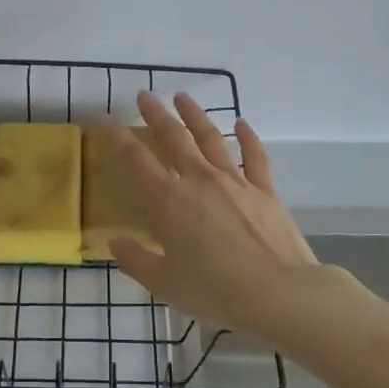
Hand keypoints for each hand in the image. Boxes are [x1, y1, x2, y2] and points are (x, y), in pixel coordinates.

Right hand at [109, 92, 318, 332]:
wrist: (278, 292)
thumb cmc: (214, 291)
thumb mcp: (164, 284)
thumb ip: (135, 261)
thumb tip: (115, 242)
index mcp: (169, 202)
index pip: (137, 163)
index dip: (121, 142)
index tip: (111, 125)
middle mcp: (199, 181)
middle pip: (173, 138)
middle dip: (156, 115)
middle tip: (145, 95)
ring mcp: (234, 181)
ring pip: (210, 138)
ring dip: (195, 115)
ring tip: (183, 97)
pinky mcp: (264, 189)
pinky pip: (254, 155)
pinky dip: (247, 136)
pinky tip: (241, 123)